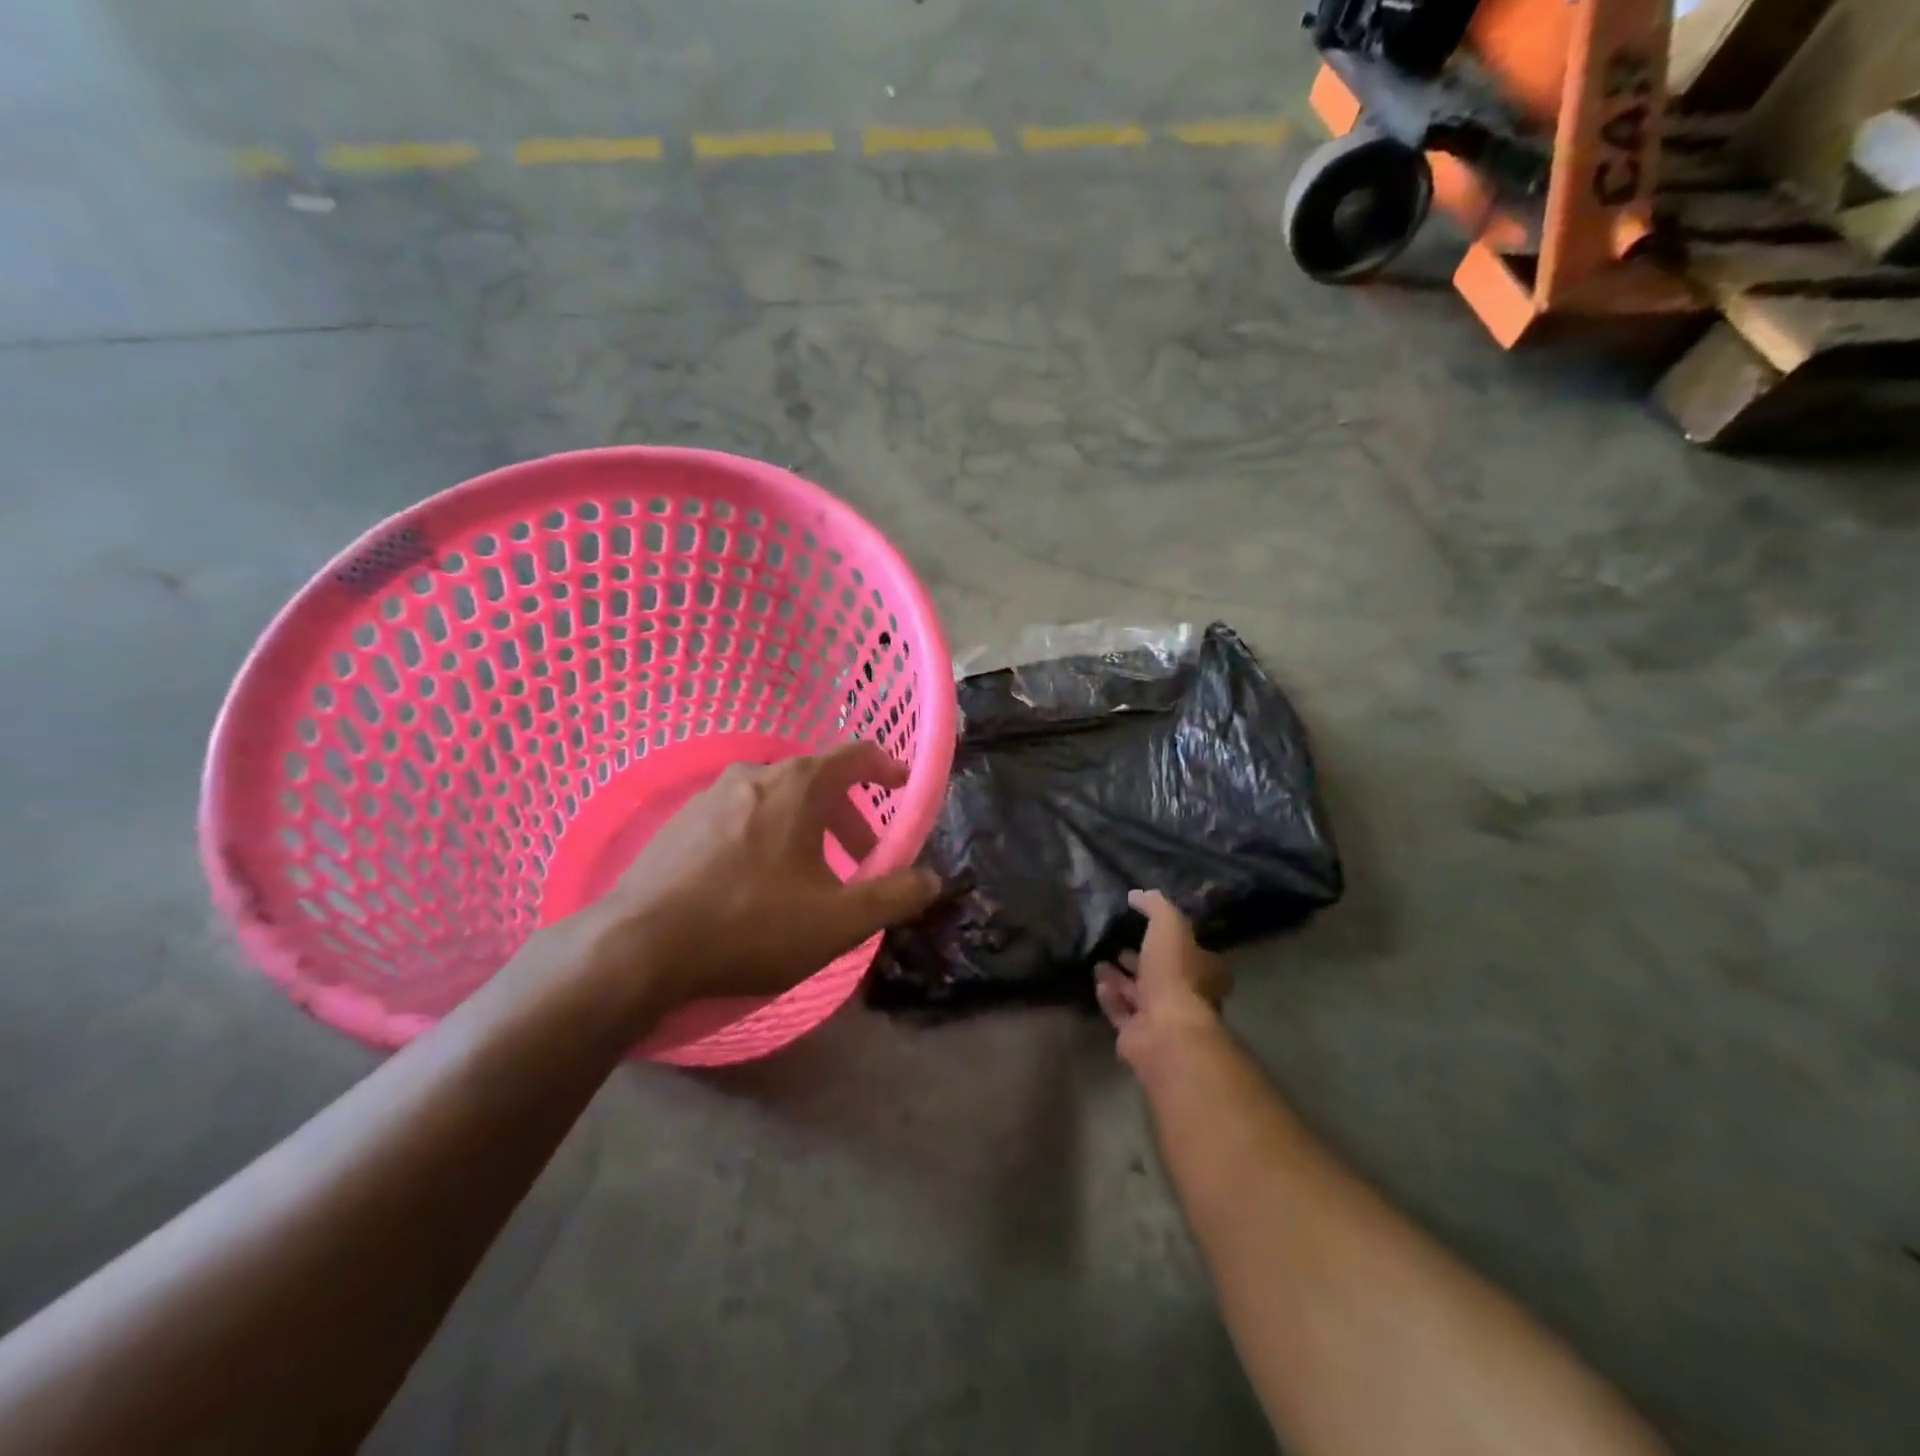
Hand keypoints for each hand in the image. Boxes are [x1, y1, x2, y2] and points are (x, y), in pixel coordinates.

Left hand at [584, 742, 940, 1007]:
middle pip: (818, 781)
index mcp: (798, 785)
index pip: (856, 755)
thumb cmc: (751, 925)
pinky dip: (767, 836)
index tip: (901, 788)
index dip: (886, 768)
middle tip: (861, 858)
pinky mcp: (679, 821)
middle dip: (848, 816)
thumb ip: (893, 896)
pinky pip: (741, 816)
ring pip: (777, 800)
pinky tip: (757, 883)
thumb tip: (931, 879)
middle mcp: (755, 774)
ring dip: (806, 829)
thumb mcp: (838, 921)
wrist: (637, 947)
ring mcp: (710, 795)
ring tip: (810, 876)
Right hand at [1095, 889, 1232, 1063]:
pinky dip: (1110, 997)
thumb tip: (1137, 894)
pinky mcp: (1138, 1035)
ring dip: (1120, 979)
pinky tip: (1098, 983)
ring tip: (1100, 962)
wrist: (1165, 1030)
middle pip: (1162, 974)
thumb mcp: (1170, 925)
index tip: (1148, 928)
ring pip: (1139, 994)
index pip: (1192, 953)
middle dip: (1141, 960)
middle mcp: (1187, 995)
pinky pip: (1121, 1012)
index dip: (1172, 940)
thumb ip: (1155, 906)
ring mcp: (1162, 1018)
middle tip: (1120, 946)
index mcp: (1204, 971)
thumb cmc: (1175, 973)